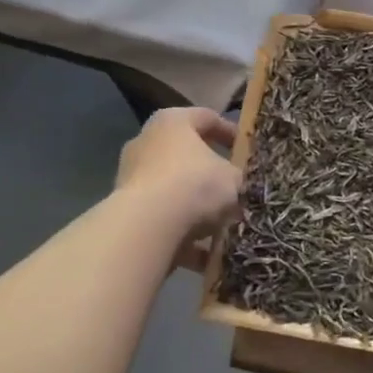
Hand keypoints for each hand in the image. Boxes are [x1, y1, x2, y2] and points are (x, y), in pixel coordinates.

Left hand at [116, 107, 239, 267]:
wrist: (147, 226)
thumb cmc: (194, 185)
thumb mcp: (233, 178)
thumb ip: (238, 177)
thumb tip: (237, 185)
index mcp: (172, 122)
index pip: (207, 117)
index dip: (230, 132)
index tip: (246, 149)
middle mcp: (146, 143)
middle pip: (186, 155)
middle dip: (211, 174)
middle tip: (235, 188)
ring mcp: (132, 177)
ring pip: (174, 191)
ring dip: (197, 209)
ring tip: (224, 227)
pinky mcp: (126, 211)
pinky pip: (163, 220)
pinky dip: (184, 236)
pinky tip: (208, 255)